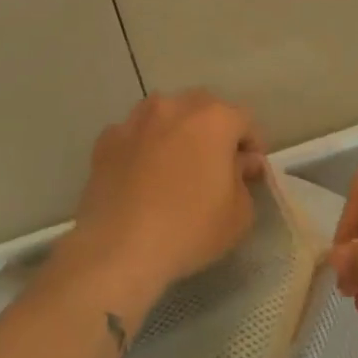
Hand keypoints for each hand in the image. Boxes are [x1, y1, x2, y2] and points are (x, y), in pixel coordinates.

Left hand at [64, 91, 265, 318]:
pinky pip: (134, 135)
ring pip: (165, 114)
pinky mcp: (105, 141)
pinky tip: (143, 175)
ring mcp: (135, 121)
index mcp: (214, 119)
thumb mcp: (239, 214)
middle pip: (203, 108)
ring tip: (176, 164)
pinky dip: (144, 147)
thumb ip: (245, 179)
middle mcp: (174, 108)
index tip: (250, 171)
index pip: (244, 120)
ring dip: (177, 131)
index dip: (252, 145)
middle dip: (214, 130)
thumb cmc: (190, 230)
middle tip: (215, 164)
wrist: (119, 249)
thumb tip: (240, 163)